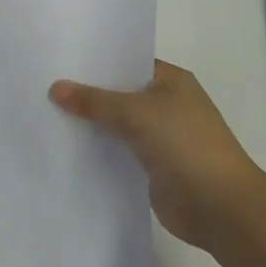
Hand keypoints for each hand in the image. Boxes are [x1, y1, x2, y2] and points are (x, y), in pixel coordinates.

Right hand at [50, 59, 263, 249]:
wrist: (221, 207)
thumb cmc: (185, 143)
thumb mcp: (135, 112)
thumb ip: (94, 101)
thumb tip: (55, 88)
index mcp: (171, 80)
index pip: (127, 62)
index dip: (97, 61)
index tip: (61, 59)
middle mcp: (166, 104)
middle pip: (120, 93)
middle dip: (88, 93)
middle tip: (45, 84)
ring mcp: (160, 138)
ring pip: (117, 124)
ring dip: (91, 124)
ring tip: (46, 113)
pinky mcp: (152, 167)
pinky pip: (118, 152)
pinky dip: (98, 150)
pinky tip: (67, 146)